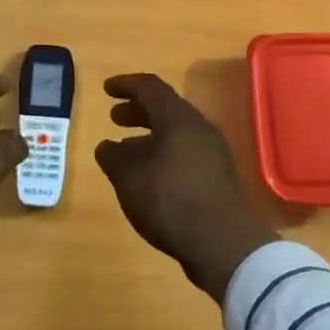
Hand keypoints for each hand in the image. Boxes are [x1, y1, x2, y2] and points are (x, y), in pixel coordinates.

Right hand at [93, 74, 277, 302]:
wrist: (224, 244)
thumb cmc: (171, 201)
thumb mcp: (129, 179)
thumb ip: (114, 157)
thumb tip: (107, 145)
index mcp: (178, 119)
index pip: (150, 88)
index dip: (126, 85)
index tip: (106, 89)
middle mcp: (199, 128)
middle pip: (166, 109)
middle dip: (137, 110)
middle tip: (114, 118)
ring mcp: (213, 152)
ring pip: (176, 132)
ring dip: (149, 135)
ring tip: (126, 150)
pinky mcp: (218, 176)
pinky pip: (185, 152)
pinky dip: (163, 153)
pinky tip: (149, 176)